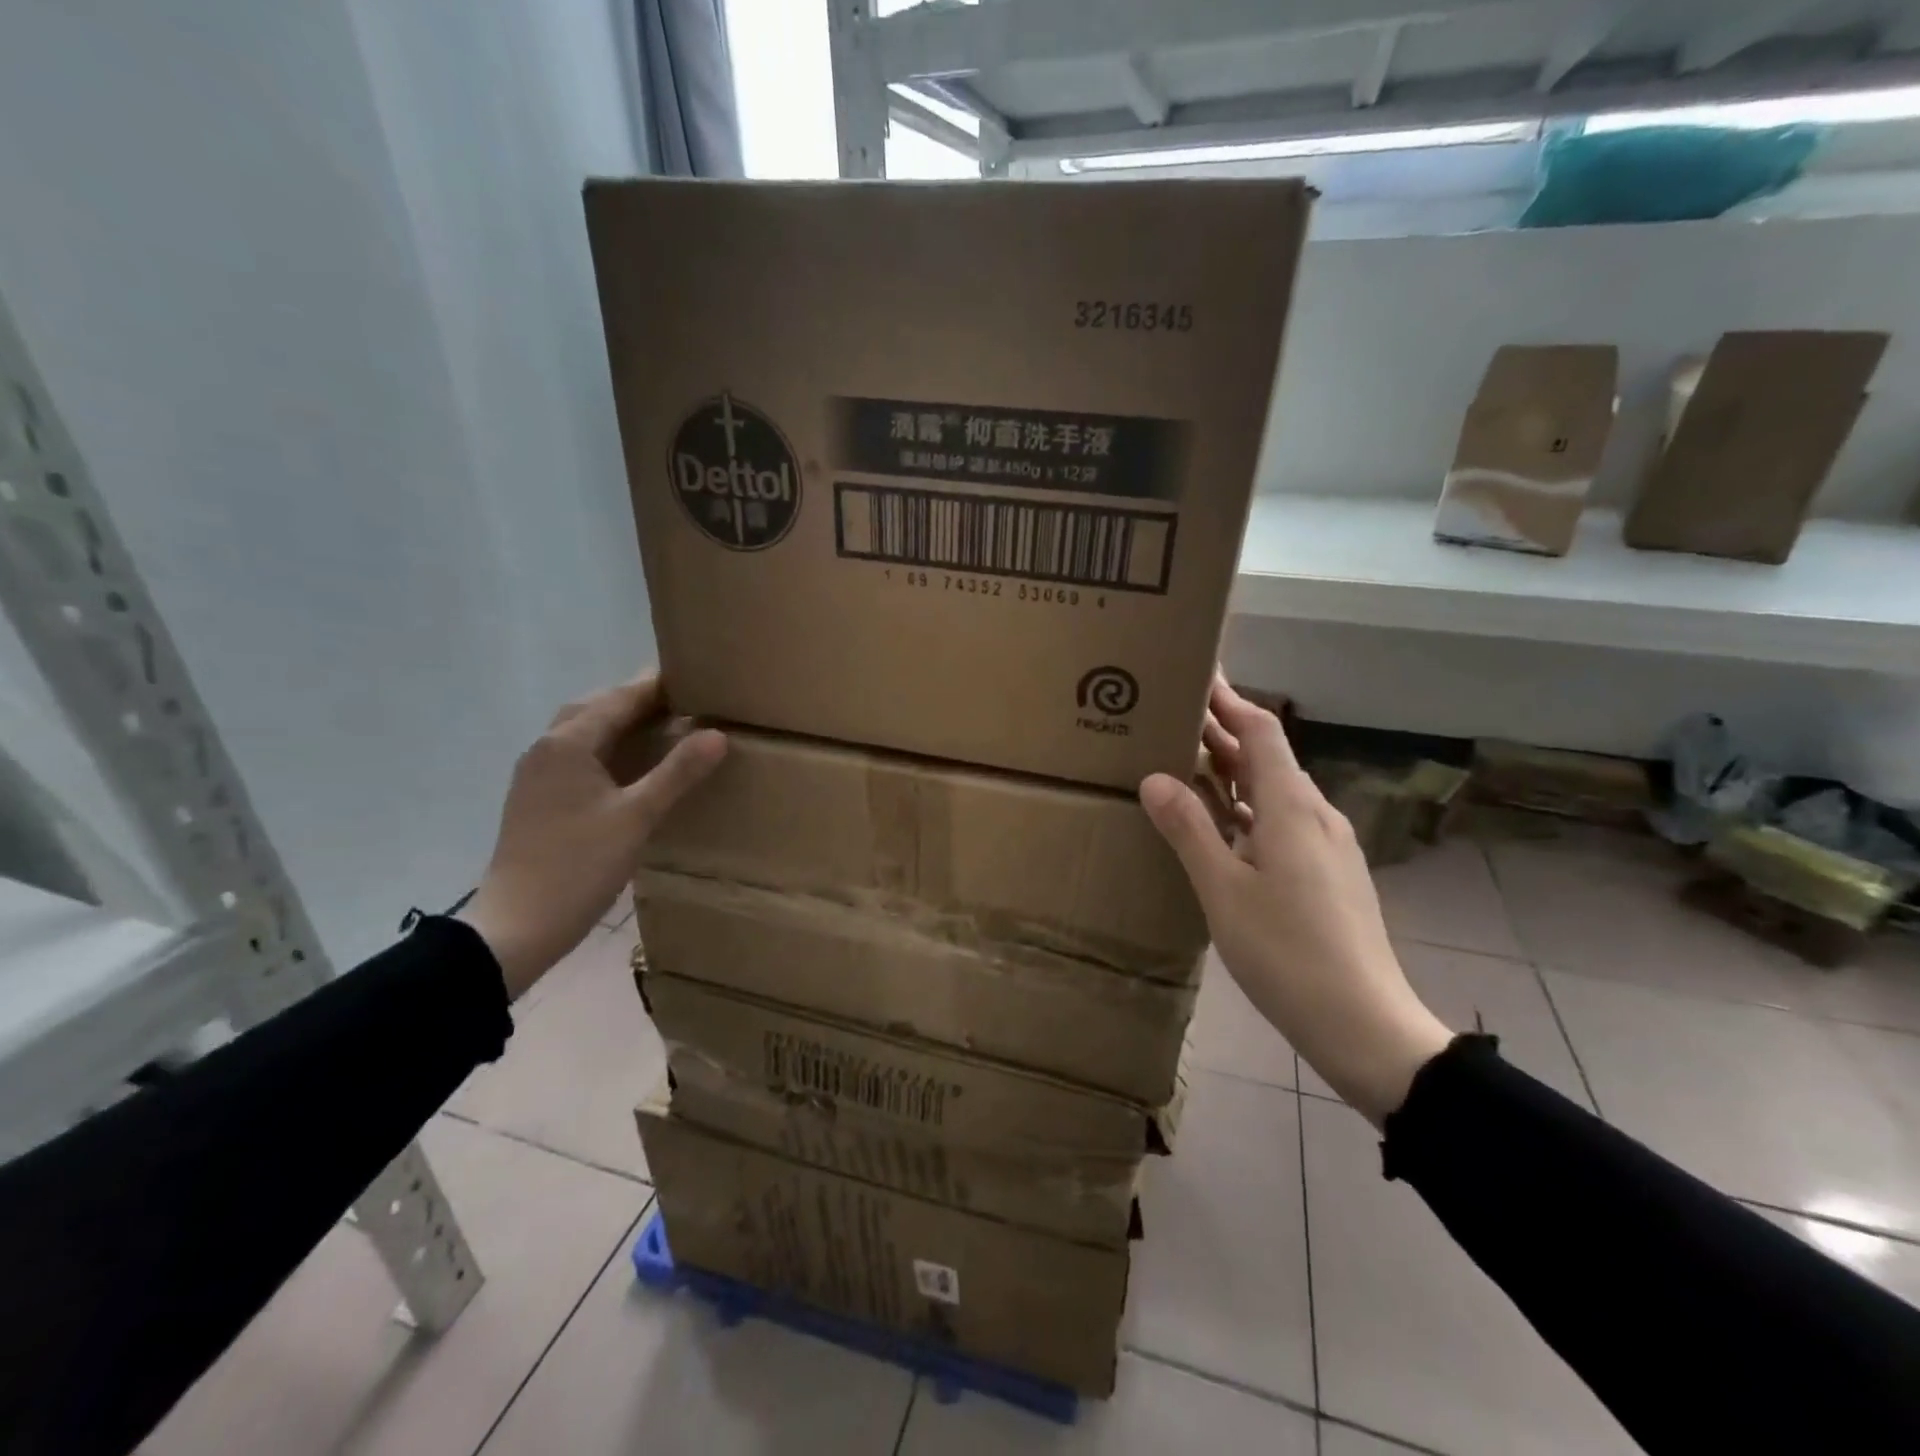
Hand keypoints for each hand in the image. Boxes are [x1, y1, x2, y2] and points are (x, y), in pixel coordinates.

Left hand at [458, 674, 724, 998]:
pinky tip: (630, 766)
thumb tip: (718, 734)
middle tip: (683, 702)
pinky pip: (577, 755)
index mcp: (568, 744)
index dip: (657, 686)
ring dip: (619, 723)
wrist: (516, 926)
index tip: (695, 676)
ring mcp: (536, 775)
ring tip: (662, 727)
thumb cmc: (578, 866)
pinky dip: (607, 747)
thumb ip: (678, 773)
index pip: (619, 699)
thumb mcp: (637, 817)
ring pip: (583, 732)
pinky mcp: (537, 798)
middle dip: (637, 700)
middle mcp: (546, 748)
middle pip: (595, 708)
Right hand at [1141, 675, 1450, 1126]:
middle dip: (1225, 732)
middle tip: (1176, 717)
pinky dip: (1249, 808)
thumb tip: (1156, 777)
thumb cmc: (1287, 952)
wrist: (1364, 1023)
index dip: (1230, 699)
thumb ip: (1189, 829)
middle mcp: (1316, 815)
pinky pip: (1283, 821)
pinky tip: (1223, 828)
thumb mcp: (1223, 890)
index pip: (1262, 731)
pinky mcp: (1329, 874)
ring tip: (1190, 765)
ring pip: (1276, 791)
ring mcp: (1329, 846)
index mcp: (1292, 808)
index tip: (1198, 676)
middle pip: (1269, 757)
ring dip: (1235, 772)